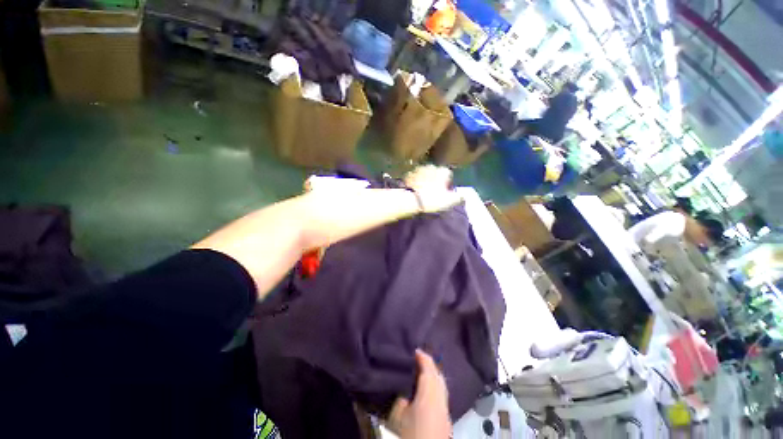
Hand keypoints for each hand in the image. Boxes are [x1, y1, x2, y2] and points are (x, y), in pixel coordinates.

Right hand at [387, 350, 451, 438]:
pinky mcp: (445, 413)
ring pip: (442, 385)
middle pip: (439, 377)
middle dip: (431, 366)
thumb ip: (401, 401)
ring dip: (434, 376)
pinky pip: (442, 393)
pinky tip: (428, 389)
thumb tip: (405, 394)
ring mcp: (446, 405)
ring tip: (423, 372)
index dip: (424, 359)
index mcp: (430, 394)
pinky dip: (436, 386)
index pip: (429, 371)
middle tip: (419, 360)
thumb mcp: (397, 416)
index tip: (417, 350)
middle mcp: (441, 397)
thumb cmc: (411, 431)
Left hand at [403, 165, 461, 212]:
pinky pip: (416, 177)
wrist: (412, 200)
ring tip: (425, 192)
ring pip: (426, 174)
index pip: (449, 174)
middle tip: (435, 193)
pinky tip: (416, 191)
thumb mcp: (450, 201)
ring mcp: (419, 169)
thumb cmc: (433, 200)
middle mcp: (432, 166)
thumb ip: (460, 197)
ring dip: (426, 180)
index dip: (448, 183)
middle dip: (437, 180)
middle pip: (437, 173)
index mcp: (443, 170)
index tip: (445, 193)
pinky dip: (417, 182)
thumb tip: (464, 196)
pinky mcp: (409, 174)